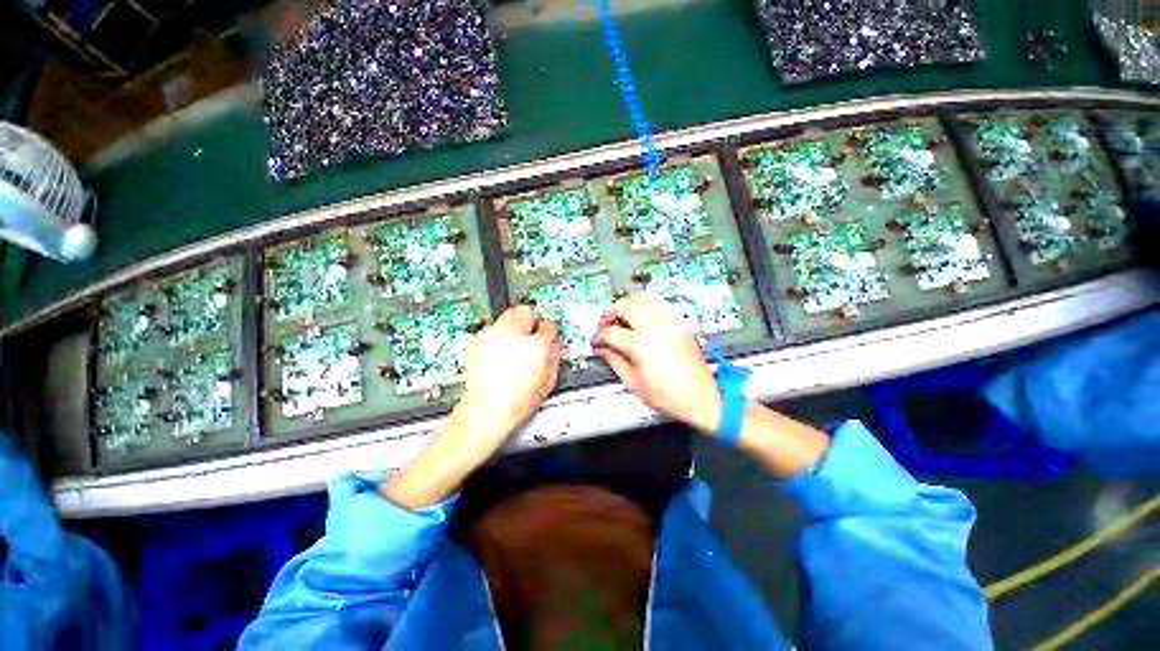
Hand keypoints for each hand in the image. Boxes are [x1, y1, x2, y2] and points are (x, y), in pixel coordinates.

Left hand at [455, 305, 561, 450]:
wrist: (486, 411)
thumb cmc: (515, 402)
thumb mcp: (547, 383)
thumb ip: (554, 358)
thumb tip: (555, 347)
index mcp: (535, 345)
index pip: (549, 325)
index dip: (551, 329)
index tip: (549, 333)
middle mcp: (513, 335)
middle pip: (525, 311)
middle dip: (531, 319)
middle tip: (532, 331)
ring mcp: (493, 336)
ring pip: (507, 315)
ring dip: (514, 324)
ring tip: (514, 341)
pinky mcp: (478, 341)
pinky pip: (492, 328)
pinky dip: (498, 334)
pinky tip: (499, 350)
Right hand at [592, 297, 721, 433]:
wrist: (699, 397)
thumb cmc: (668, 395)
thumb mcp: (633, 382)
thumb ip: (614, 360)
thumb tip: (603, 348)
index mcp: (640, 344)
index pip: (610, 331)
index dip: (598, 336)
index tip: (596, 341)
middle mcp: (654, 326)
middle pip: (623, 306)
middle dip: (609, 314)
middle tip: (605, 326)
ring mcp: (668, 321)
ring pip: (641, 299)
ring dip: (626, 306)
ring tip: (621, 319)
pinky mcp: (679, 322)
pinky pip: (658, 304)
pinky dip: (645, 306)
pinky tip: (641, 317)